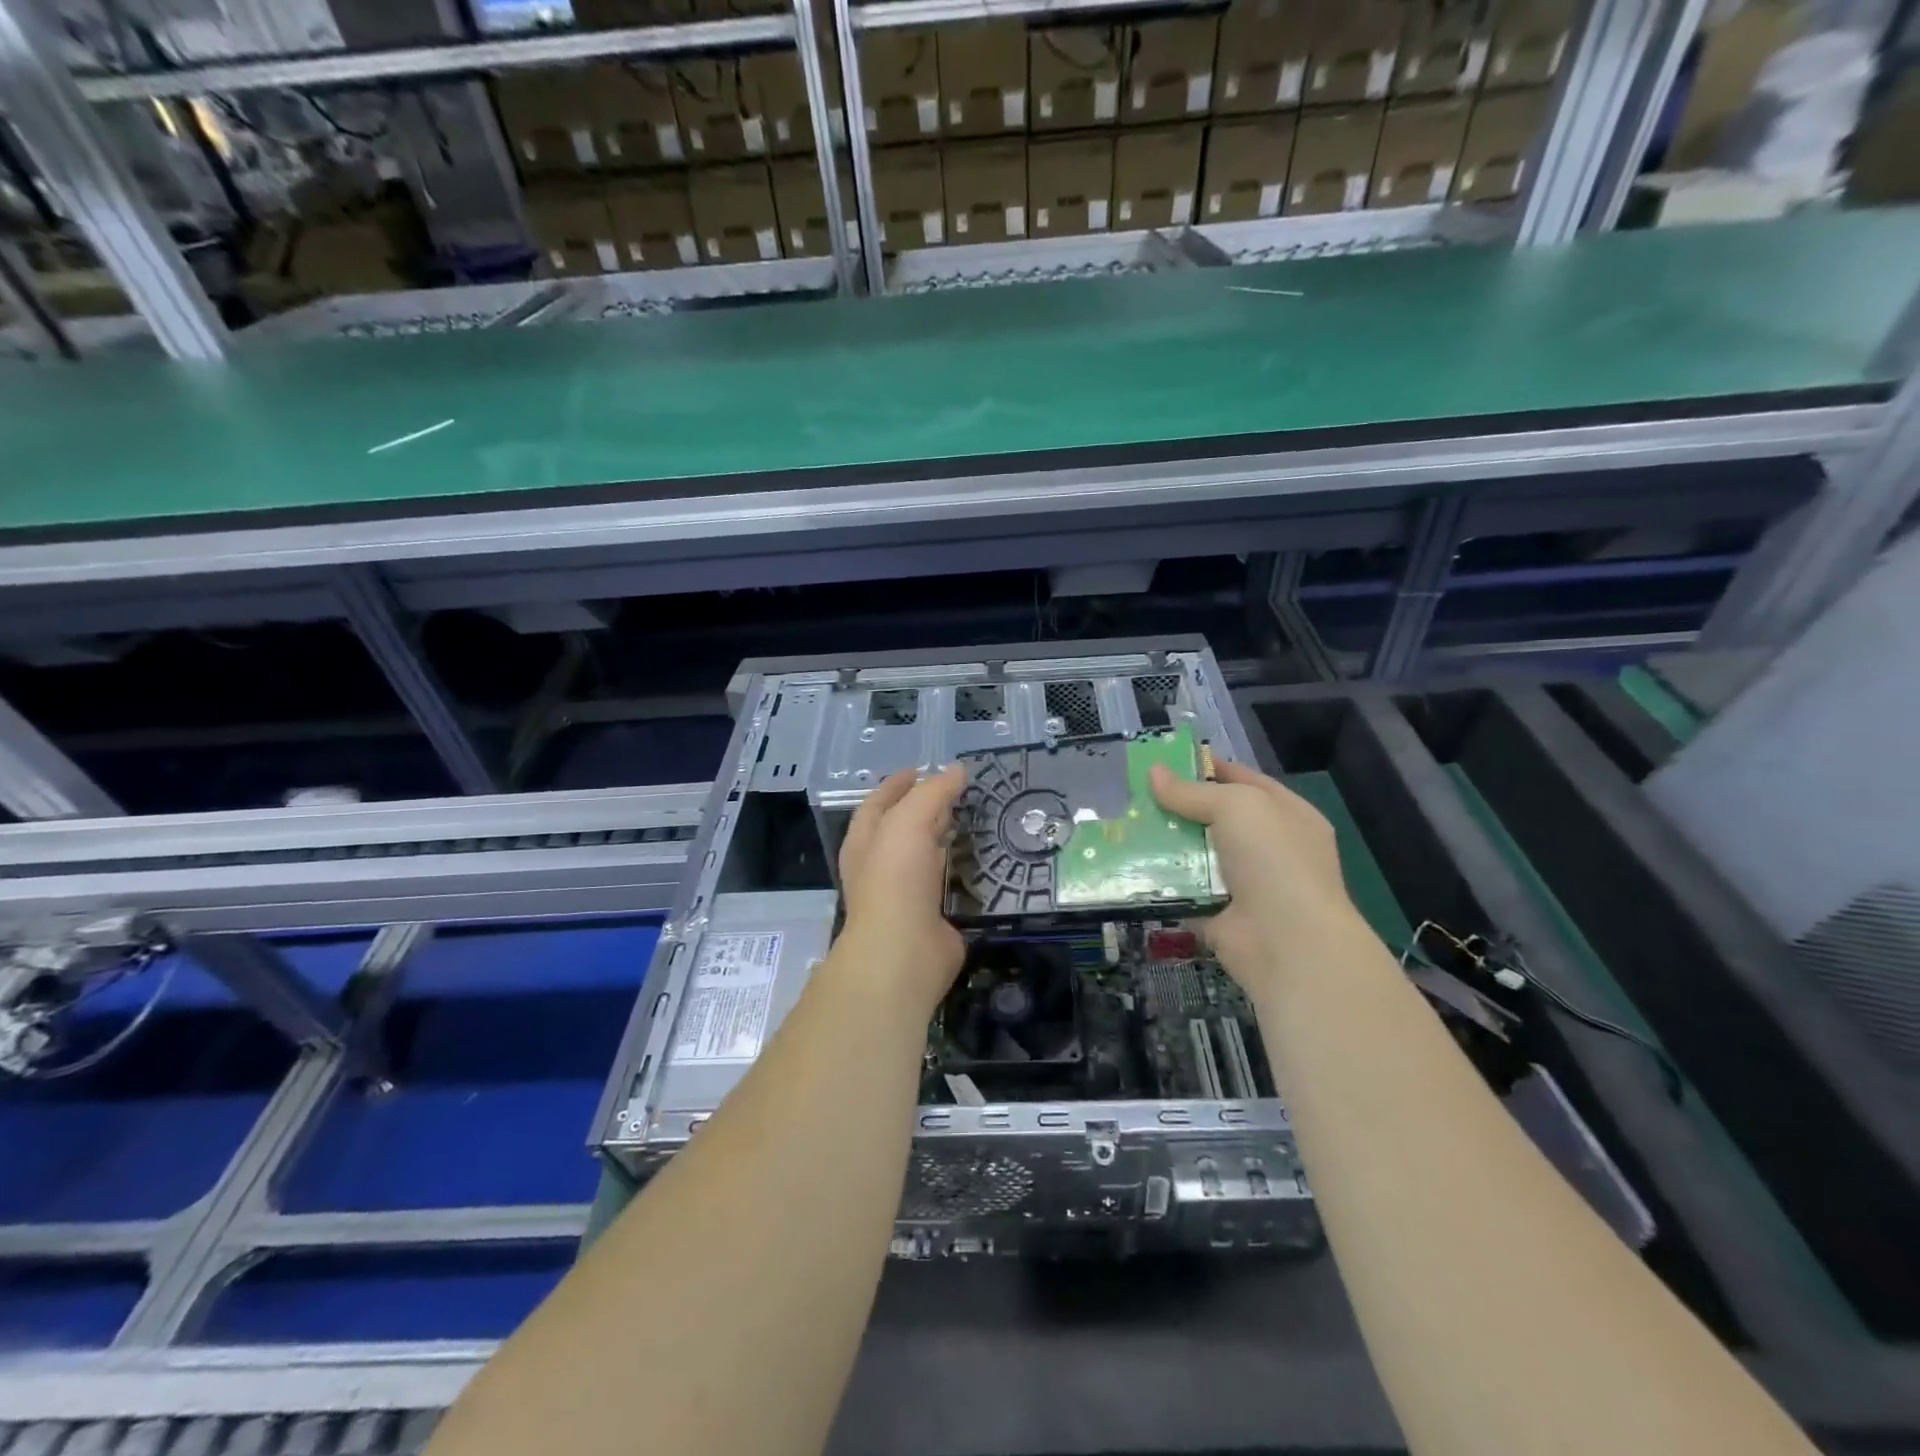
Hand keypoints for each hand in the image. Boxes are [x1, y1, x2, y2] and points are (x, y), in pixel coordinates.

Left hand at [834, 764, 967, 1014]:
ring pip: (923, 856)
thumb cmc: (895, 879)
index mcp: (864, 842)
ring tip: (968, 819)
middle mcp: (879, 866)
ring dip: (940, 838)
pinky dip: (958, 868)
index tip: (920, 769)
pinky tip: (979, 858)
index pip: (877, 803)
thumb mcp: (909, 821)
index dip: (896, 784)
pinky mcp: (930, 916)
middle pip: (900, 829)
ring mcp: (904, 894)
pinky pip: (944, 884)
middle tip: (953, 792)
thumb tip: (957, 770)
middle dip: (921, 809)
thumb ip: (933, 793)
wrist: (904, 951)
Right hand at [1149, 759, 1372, 994]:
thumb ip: (1193, 791)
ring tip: (1123, 825)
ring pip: (1196, 854)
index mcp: (1286, 815)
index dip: (1208, 768)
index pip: (1244, 781)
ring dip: (1164, 843)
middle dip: (1178, 807)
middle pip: (1215, 818)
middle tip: (1134, 794)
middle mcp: (1268, 848)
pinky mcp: (1218, 914)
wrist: (1286, 942)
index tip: (1166, 761)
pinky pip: (1184, 890)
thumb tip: (1154, 773)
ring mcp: (1244, 884)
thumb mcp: (1236, 807)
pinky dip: (1160, 882)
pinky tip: (1128, 865)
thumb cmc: (1273, 860)